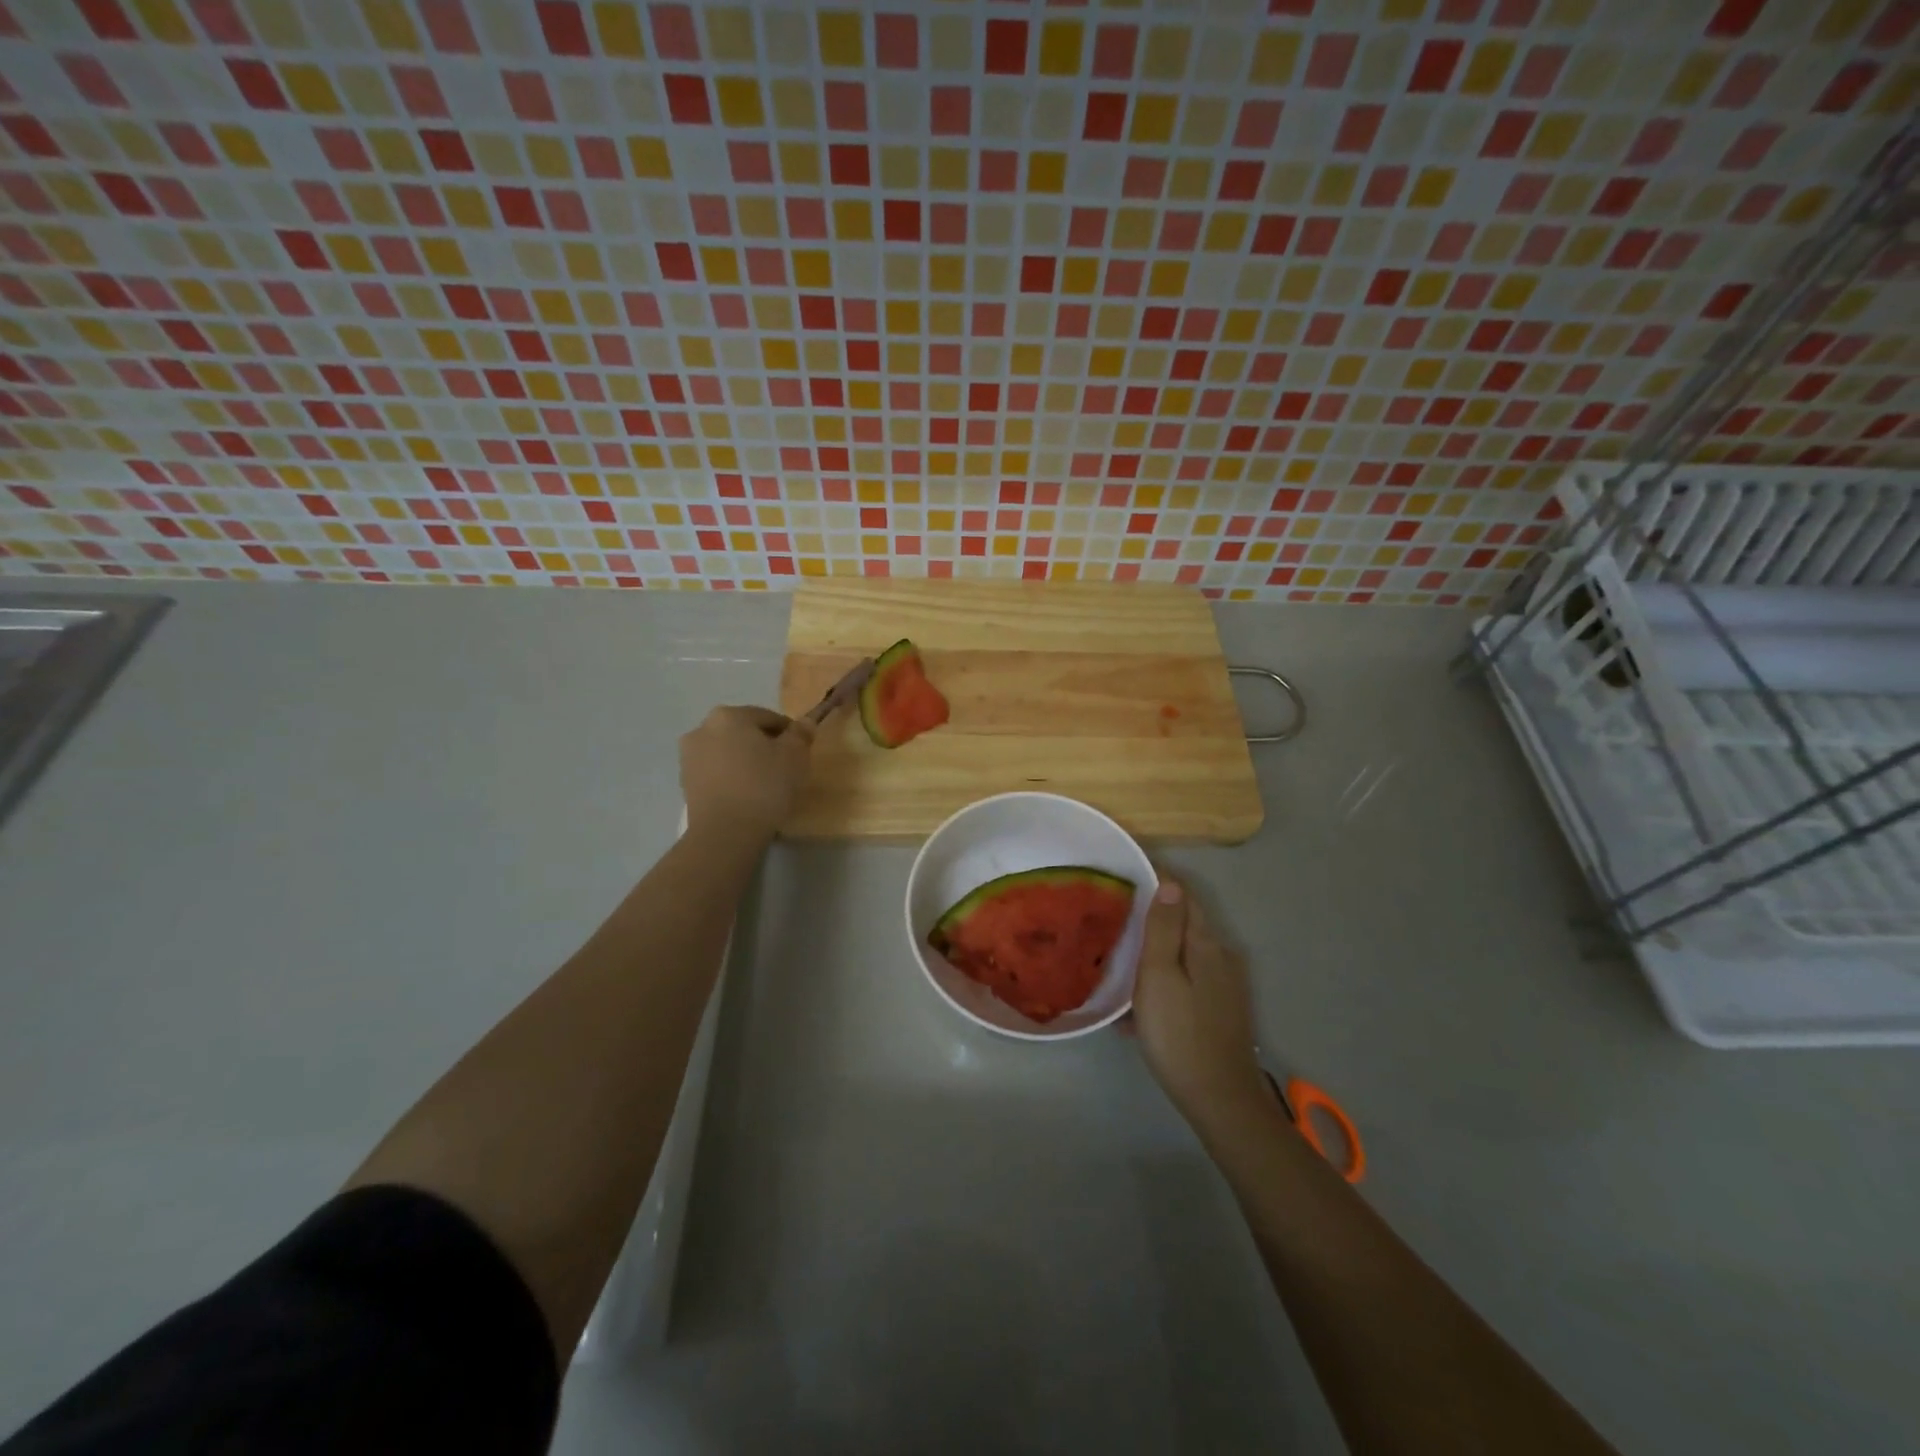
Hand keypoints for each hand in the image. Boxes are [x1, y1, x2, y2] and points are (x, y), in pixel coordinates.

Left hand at [679, 705, 814, 838]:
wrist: (726, 832)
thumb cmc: (764, 786)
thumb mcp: (795, 756)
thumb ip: (801, 734)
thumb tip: (804, 722)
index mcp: (729, 715)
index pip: (768, 717)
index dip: (789, 733)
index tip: (801, 752)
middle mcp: (702, 729)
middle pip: (744, 733)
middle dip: (764, 746)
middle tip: (784, 768)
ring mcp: (689, 757)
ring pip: (728, 752)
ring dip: (745, 761)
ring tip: (765, 785)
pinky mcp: (685, 783)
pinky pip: (716, 772)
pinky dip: (731, 777)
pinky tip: (746, 796)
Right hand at [1132, 878, 1267, 1128]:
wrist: (1219, 1100)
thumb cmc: (1180, 1034)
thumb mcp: (1160, 977)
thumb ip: (1164, 929)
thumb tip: (1170, 883)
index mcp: (1207, 944)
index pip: (1183, 896)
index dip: (1156, 880)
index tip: (1123, 875)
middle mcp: (1222, 957)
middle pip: (1184, 923)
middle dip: (1151, 915)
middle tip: (1112, 914)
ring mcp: (1224, 985)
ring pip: (1183, 954)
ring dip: (1154, 951)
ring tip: (1117, 959)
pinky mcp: (1220, 1009)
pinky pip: (1186, 980)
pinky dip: (1163, 980)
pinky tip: (1137, 1005)